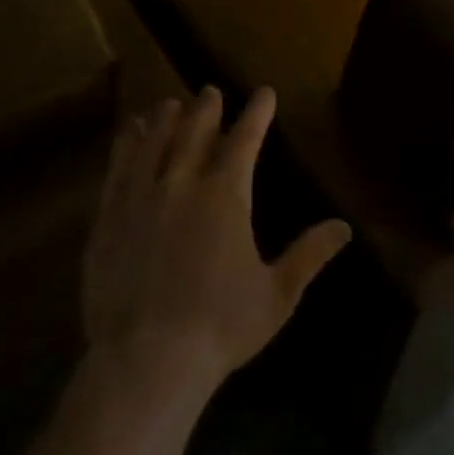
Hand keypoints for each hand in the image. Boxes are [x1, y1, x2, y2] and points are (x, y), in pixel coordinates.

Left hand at [82, 87, 349, 388]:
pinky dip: (128, 144)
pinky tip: (130, 134)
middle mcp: (183, 183)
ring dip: (166, 119)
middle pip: (196, 130)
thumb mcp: (277, 295)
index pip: (246, 138)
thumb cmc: (220, 327)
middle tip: (210, 91)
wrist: (145, 362)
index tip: (264, 93)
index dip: (257, 112)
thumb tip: (345, 227)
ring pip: (155, 141)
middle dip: (207, 107)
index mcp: (226, 195)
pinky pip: (118, 167)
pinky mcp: (108, 218)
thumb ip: (310, 255)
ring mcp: (141, 198)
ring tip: (171, 105)